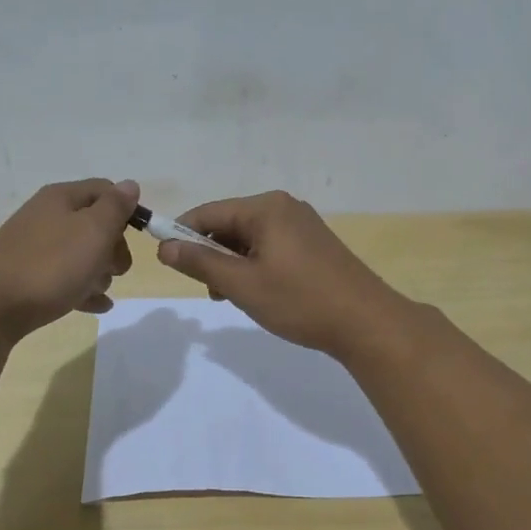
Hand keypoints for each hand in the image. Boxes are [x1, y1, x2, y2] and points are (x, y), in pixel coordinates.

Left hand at [0, 179, 138, 341]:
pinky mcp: (26, 276)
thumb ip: (115, 207)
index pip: (105, 189)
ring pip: (80, 253)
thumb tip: (129, 185)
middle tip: (118, 269)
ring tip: (100, 290)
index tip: (139, 238)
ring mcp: (33, 247)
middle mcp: (45, 216)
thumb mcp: (94, 231)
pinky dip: (82, 289)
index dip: (126, 210)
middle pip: (93, 224)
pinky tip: (96, 305)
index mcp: (61, 198)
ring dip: (99, 271)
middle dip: (114, 246)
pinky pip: (64, 278)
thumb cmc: (51, 265)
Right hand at [156, 190, 412, 357]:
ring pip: (249, 239)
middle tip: (214, 292)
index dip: (182, 234)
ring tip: (239, 298)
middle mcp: (284, 207)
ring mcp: (302, 224)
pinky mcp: (314, 244)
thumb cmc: (300, 301)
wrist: (366, 322)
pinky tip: (262, 294)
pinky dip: (256, 267)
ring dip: (234, 265)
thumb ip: (201, 263)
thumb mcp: (242, 284)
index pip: (208, 212)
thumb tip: (164, 246)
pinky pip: (271, 247)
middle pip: (229, 224)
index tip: (167, 263)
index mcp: (265, 208)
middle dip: (213, 255)